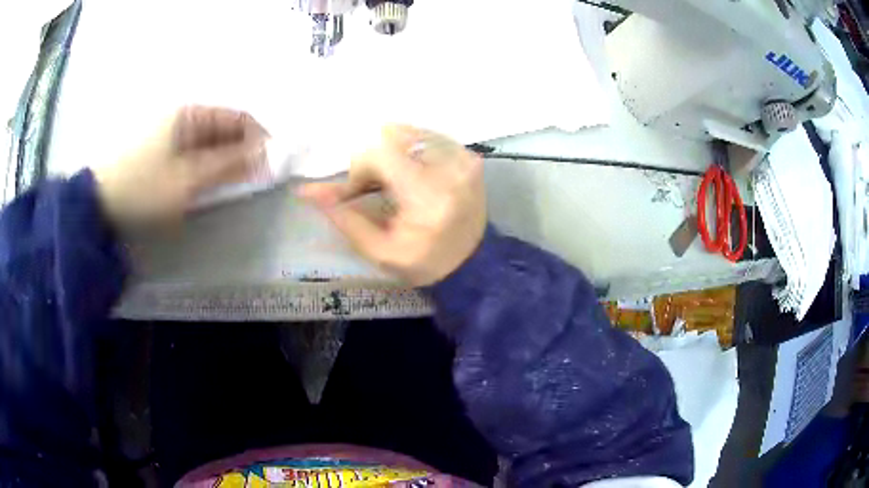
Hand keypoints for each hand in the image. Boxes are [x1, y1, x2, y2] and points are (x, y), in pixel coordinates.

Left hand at [93, 106, 266, 225]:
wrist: (98, 203)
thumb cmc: (143, 187)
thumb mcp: (188, 179)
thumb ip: (228, 165)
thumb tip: (266, 154)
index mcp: (190, 113)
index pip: (237, 116)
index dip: (259, 136)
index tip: (274, 161)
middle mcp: (181, 114)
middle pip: (222, 126)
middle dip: (241, 149)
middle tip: (254, 177)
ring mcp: (168, 130)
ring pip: (207, 140)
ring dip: (223, 158)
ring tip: (232, 182)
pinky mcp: (158, 147)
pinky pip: (191, 149)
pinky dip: (204, 163)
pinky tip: (206, 179)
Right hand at [299, 125, 486, 286]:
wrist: (472, 263)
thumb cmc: (423, 262)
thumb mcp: (379, 251)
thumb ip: (344, 218)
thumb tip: (307, 191)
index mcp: (426, 196)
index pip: (379, 152)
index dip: (361, 167)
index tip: (360, 190)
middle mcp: (449, 168)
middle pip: (393, 136)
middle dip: (375, 158)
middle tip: (376, 186)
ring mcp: (463, 158)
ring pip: (410, 132)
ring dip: (392, 152)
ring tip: (395, 181)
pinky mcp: (469, 155)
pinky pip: (428, 136)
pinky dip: (411, 150)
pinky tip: (412, 173)